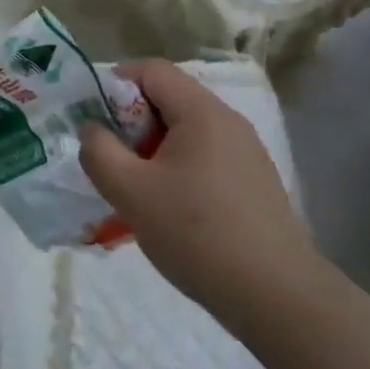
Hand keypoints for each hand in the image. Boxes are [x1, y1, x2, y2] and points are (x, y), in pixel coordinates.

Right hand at [79, 60, 318, 322]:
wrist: (277, 297)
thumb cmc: (197, 234)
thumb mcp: (131, 192)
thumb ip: (99, 152)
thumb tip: (92, 129)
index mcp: (201, 112)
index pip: (151, 70)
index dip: (115, 84)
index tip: (93, 119)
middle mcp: (228, 121)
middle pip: (169, 98)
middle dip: (131, 121)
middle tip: (109, 157)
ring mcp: (246, 152)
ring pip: (186, 131)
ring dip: (152, 149)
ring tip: (133, 186)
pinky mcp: (254, 182)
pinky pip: (204, 157)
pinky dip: (177, 168)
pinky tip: (168, 209)